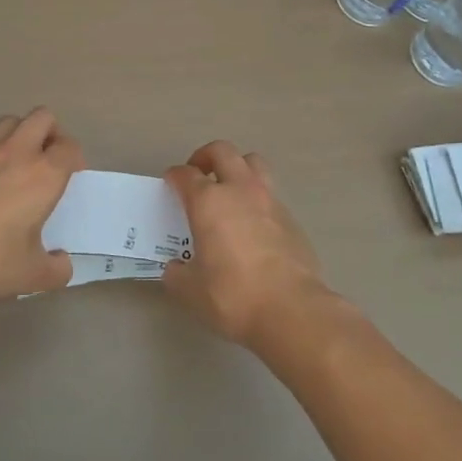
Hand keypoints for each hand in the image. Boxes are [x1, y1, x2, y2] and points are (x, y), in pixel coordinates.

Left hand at [0, 108, 81, 301]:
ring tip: (21, 163)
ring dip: (22, 133)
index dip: (74, 158)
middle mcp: (18, 153)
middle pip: (42, 117)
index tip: (71, 177)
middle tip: (49, 160)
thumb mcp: (28, 274)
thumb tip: (62, 264)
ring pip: (11, 121)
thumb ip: (54, 271)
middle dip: (51, 133)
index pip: (69, 147)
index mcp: (43, 175)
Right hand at [160, 140, 330, 346]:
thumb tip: (176, 268)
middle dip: (205, 156)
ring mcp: (269, 200)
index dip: (174, 176)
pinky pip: (270, 193)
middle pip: (222, 151)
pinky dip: (257, 198)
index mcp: (209, 202)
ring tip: (229, 189)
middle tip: (198, 174)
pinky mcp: (291, 217)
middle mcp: (239, 190)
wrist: (292, 309)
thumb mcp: (191, 291)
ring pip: (253, 163)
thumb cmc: (233, 295)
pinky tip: (252, 224)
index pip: (185, 174)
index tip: (170, 184)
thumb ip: (178, 274)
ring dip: (237, 167)